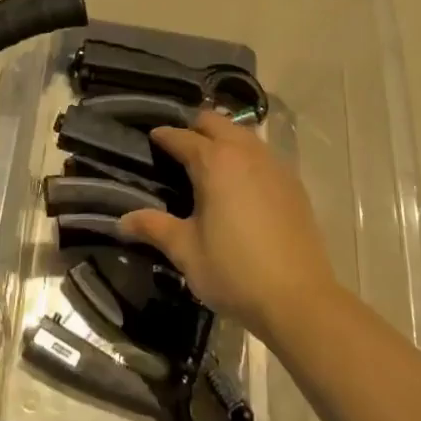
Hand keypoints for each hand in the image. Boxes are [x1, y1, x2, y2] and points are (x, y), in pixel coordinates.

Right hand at [120, 110, 338, 338]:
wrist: (299, 299)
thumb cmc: (234, 271)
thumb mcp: (186, 251)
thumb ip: (153, 227)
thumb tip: (121, 221)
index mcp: (214, 162)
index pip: (181, 136)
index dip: (164, 136)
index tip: (152, 139)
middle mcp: (245, 152)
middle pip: (215, 122)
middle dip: (194, 127)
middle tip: (179, 147)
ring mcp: (273, 165)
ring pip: (242, 133)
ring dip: (223, 138)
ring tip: (209, 161)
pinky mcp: (293, 183)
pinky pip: (263, 153)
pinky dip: (246, 155)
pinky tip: (241, 181)